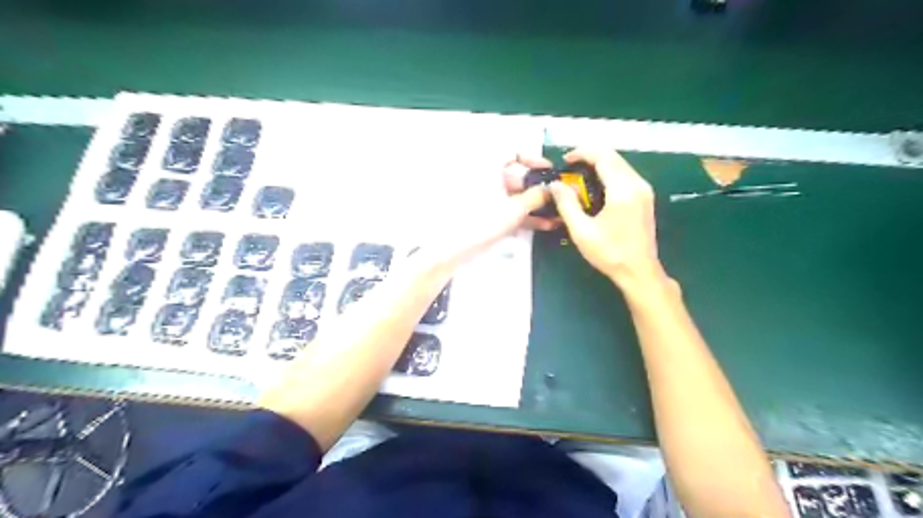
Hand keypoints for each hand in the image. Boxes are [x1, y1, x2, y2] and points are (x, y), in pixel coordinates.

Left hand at [414, 153, 549, 269]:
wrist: (450, 250)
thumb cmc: (478, 224)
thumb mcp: (513, 209)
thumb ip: (535, 197)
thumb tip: (549, 190)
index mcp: (487, 167)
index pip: (513, 152)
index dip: (533, 159)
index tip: (548, 171)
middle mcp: (484, 179)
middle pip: (516, 177)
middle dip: (538, 189)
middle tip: (556, 199)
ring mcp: (483, 198)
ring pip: (513, 197)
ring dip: (534, 206)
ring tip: (555, 215)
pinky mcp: (483, 215)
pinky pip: (507, 210)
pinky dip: (523, 216)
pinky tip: (542, 225)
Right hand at [551, 147, 666, 288]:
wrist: (639, 272)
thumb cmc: (610, 253)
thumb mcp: (581, 231)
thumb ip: (566, 204)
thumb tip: (555, 185)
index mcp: (623, 190)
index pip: (603, 156)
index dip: (582, 153)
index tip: (564, 161)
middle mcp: (637, 184)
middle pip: (613, 157)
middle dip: (590, 157)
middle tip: (569, 169)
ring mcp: (644, 190)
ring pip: (620, 165)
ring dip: (599, 165)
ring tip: (578, 178)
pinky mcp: (645, 198)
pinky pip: (625, 175)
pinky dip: (608, 174)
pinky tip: (595, 187)